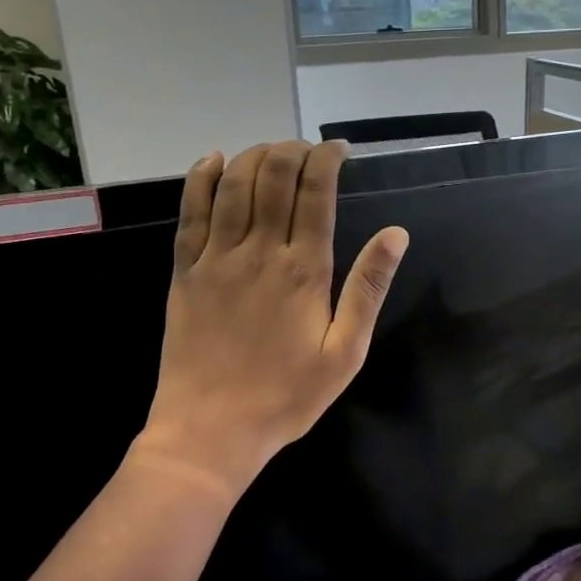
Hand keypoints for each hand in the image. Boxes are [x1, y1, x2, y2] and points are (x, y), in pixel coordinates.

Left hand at [135, 140, 408, 498]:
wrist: (210, 430)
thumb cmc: (286, 397)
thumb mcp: (345, 353)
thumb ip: (368, 289)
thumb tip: (396, 234)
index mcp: (304, 271)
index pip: (316, 193)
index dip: (327, 160)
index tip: (339, 150)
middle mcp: (259, 252)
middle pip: (273, 177)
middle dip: (293, 150)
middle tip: (309, 150)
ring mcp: (216, 258)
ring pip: (233, 185)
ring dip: (255, 156)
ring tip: (274, 150)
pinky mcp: (185, 271)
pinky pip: (190, 212)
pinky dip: (202, 179)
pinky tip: (214, 160)